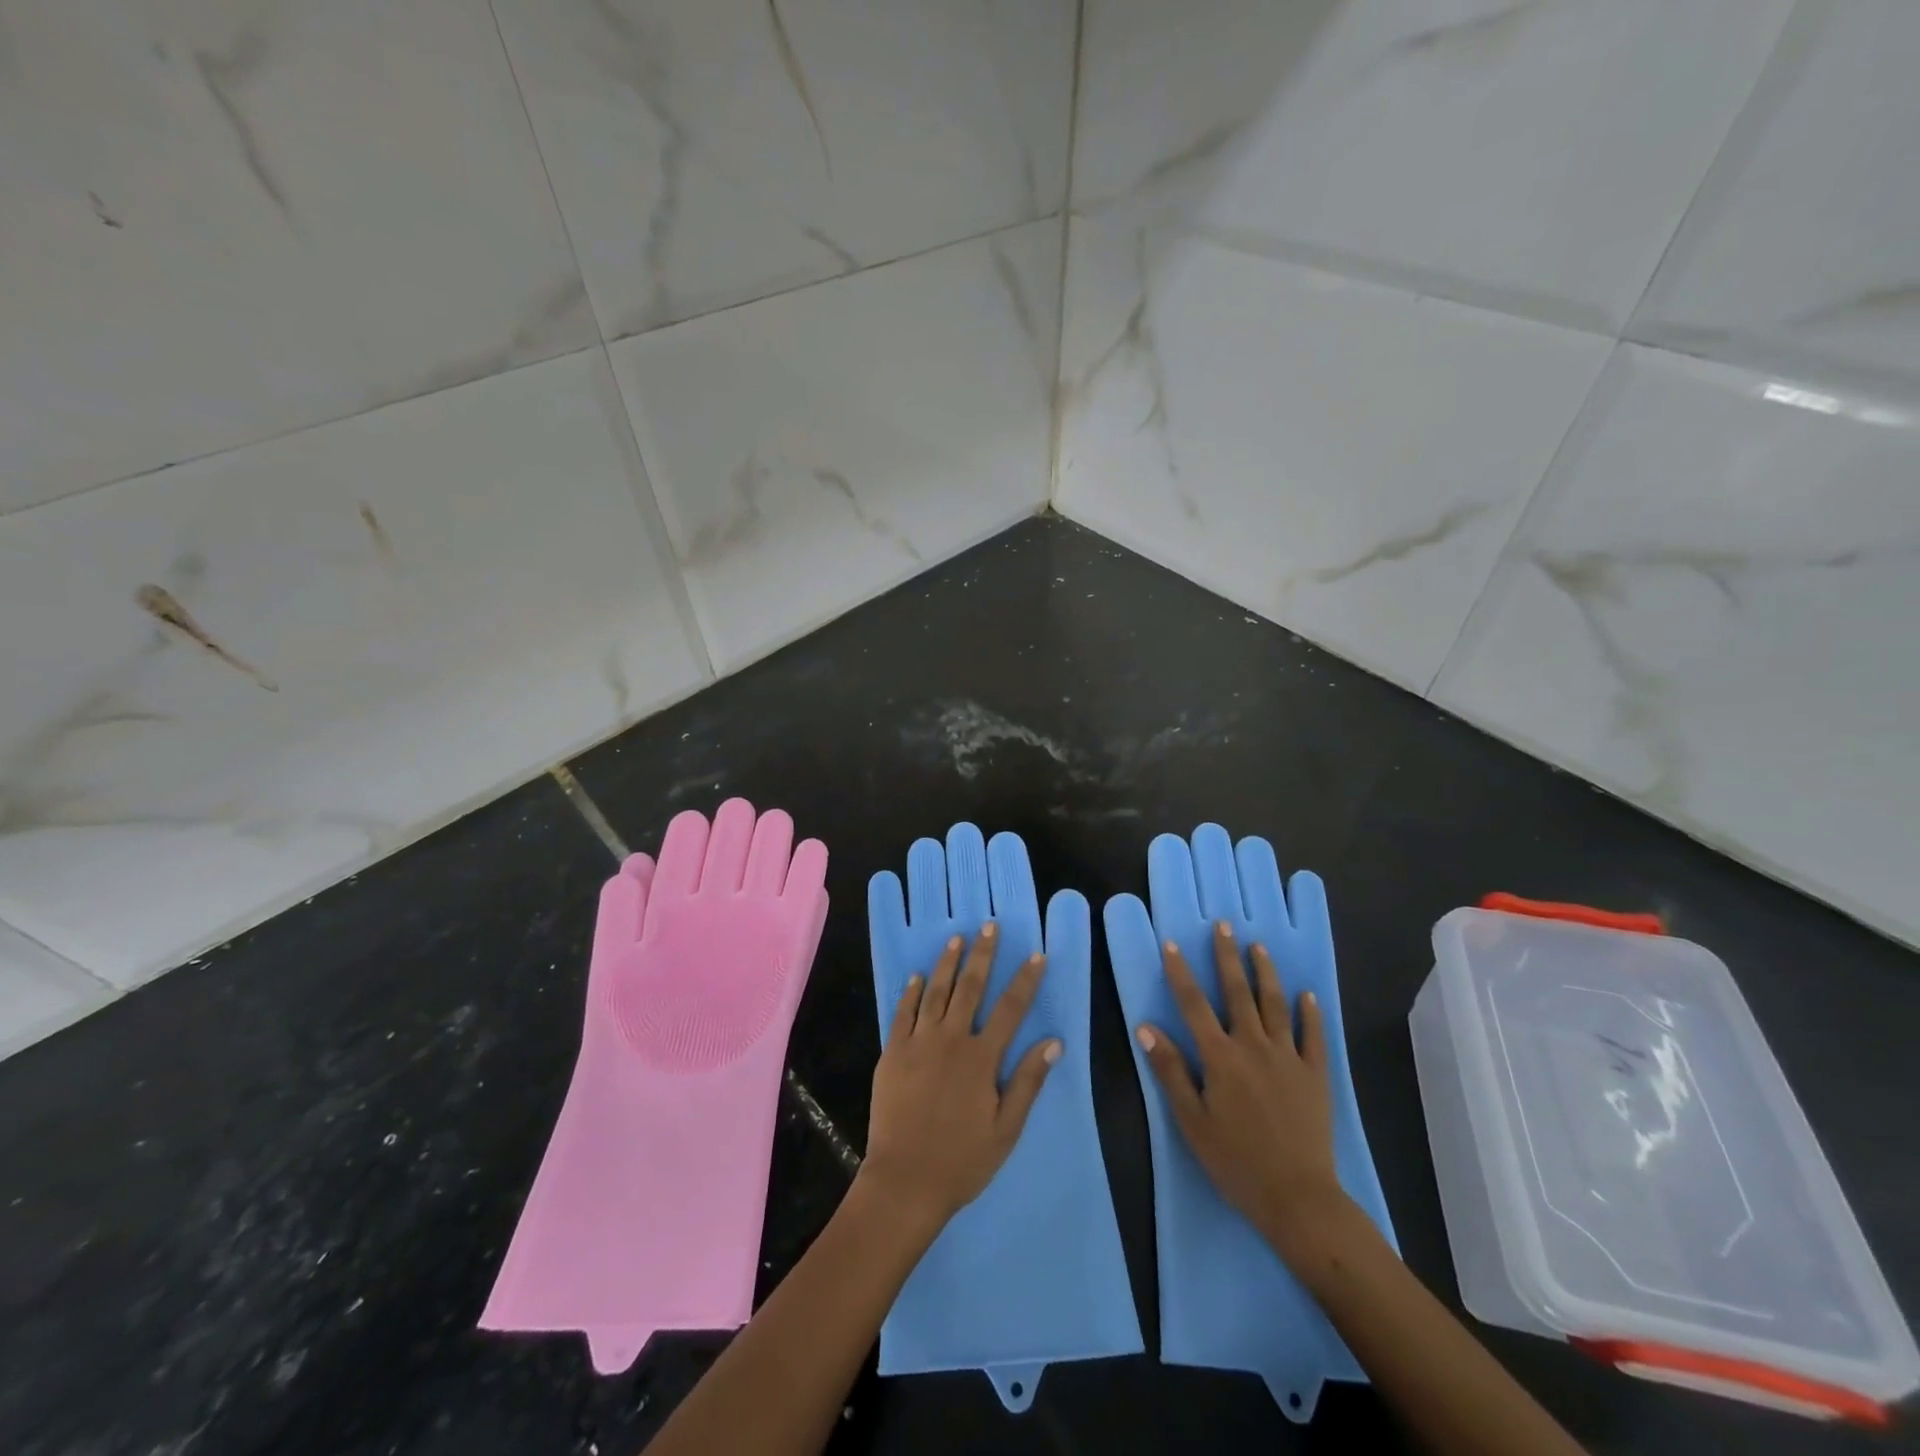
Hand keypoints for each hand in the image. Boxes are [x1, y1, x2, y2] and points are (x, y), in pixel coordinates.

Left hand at [859, 922, 1060, 1229]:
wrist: (905, 1180)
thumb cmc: (962, 1160)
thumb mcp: (1006, 1128)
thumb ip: (1028, 1081)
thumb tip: (1054, 1042)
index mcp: (982, 1058)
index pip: (1010, 1009)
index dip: (1025, 981)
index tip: (1036, 955)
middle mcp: (951, 1040)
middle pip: (970, 988)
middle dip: (982, 955)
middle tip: (989, 926)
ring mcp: (918, 1043)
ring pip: (935, 992)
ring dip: (947, 963)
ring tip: (956, 938)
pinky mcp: (892, 1053)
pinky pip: (902, 1013)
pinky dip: (911, 992)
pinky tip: (917, 976)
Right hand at [1136, 922, 1348, 1259]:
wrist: (1298, 1198)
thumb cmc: (1235, 1161)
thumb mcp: (1191, 1120)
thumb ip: (1170, 1070)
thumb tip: (1146, 1027)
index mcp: (1220, 1057)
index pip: (1194, 1005)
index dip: (1181, 972)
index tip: (1172, 944)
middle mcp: (1254, 1046)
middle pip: (1238, 993)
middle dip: (1228, 957)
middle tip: (1224, 926)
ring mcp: (1288, 1058)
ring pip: (1275, 1005)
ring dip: (1266, 973)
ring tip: (1259, 947)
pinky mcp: (1315, 1075)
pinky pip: (1313, 1036)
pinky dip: (1309, 1013)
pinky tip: (1307, 995)